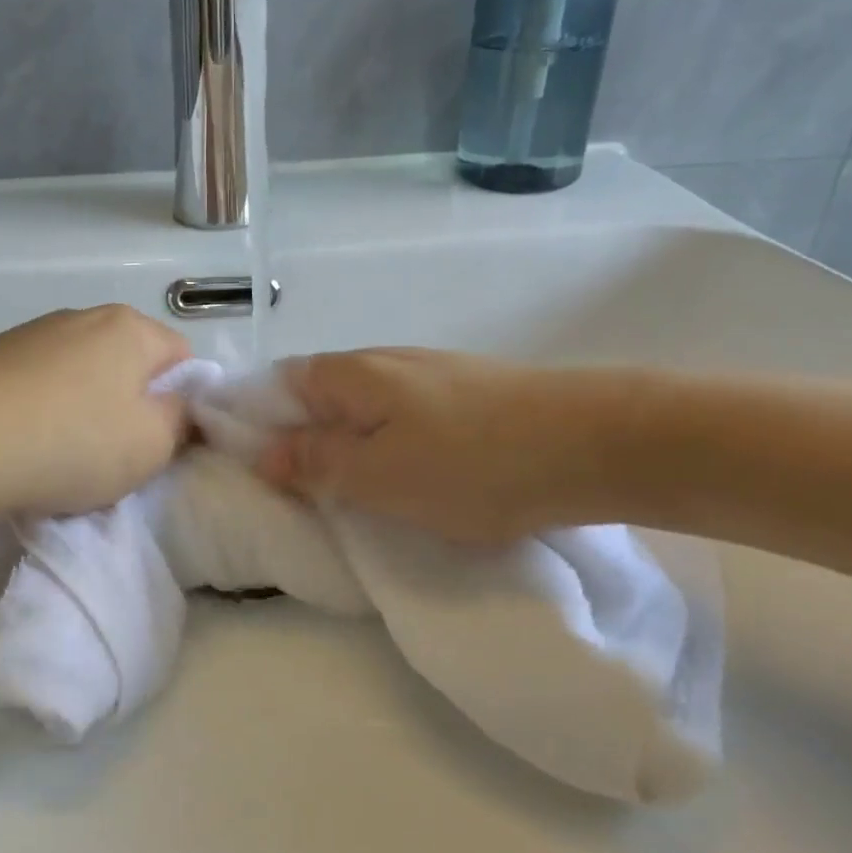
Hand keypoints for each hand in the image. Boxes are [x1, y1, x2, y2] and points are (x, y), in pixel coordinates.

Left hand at [0, 305, 191, 516]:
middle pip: (131, 366)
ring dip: (87, 413)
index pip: (183, 358)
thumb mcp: (150, 445)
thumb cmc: (68, 442)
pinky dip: (46, 413)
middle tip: (118, 458)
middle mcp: (84, 317)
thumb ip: (182, 421)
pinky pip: (42, 386)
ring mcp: (34, 333)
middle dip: (133, 409)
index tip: (162, 445)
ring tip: (64, 459)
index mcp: (131, 327)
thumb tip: (181, 406)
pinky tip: (26, 448)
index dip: (183, 404)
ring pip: (84, 377)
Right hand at [257, 348, 636, 544]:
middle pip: (321, 393)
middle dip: (304, 437)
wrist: (595, 442)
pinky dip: (391, 443)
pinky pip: (406, 416)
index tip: (255, 467)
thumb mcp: (377, 475)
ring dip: (350, 443)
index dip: (257, 420)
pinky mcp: (468, 392)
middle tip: (305, 491)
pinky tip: (412, 474)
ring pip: (365, 407)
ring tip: (356, 491)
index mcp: (350, 373)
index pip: (279, 383)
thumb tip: (263, 452)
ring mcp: (430, 374)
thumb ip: (315, 461)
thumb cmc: (470, 464)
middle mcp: (384, 361)